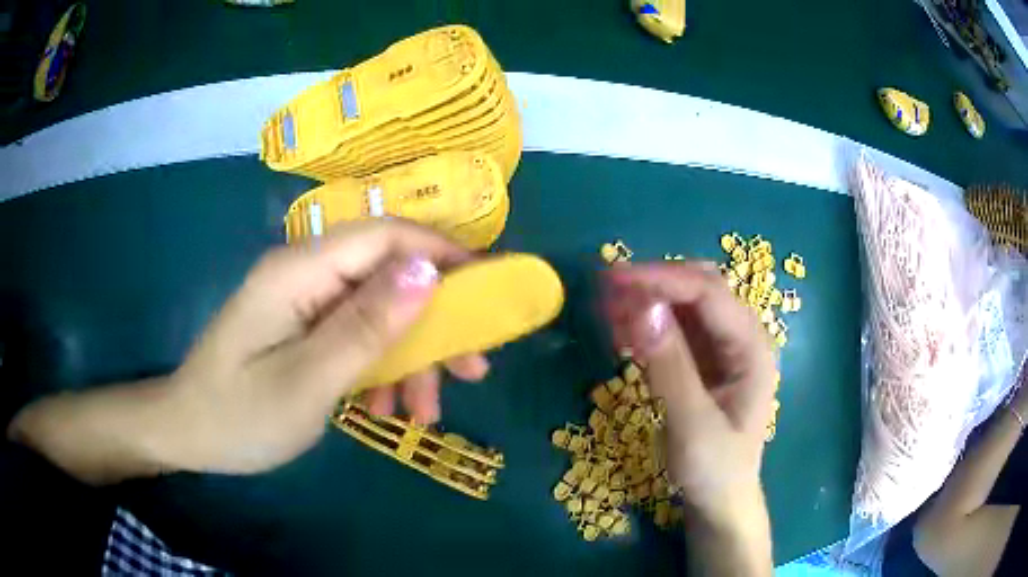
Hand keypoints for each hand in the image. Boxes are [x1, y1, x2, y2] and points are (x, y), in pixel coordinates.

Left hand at [161, 220, 489, 474]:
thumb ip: (365, 326)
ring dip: (409, 357)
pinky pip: (355, 334)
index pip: (386, 236)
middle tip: (471, 371)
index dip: (443, 255)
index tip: (490, 293)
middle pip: (387, 275)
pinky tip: (384, 409)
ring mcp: (303, 300)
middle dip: (434, 321)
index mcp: (300, 271)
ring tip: (423, 413)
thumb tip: (427, 273)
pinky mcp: (302, 326)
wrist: (189, 434)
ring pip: (377, 310)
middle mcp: (305, 272)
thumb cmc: (240, 416)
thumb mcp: (307, 381)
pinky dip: (380, 368)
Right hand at [603, 262, 776, 519]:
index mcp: (752, 348)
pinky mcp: (706, 361)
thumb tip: (641, 306)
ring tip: (606, 307)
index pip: (708, 293)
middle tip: (607, 289)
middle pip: (700, 288)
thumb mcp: (692, 424)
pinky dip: (649, 324)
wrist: (720, 501)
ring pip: (686, 305)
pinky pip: (676, 329)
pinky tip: (622, 330)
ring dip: (648, 300)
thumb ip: (669, 366)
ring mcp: (724, 348)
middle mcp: (742, 338)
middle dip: (654, 283)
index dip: (661, 279)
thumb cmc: (714, 469)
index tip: (613, 279)